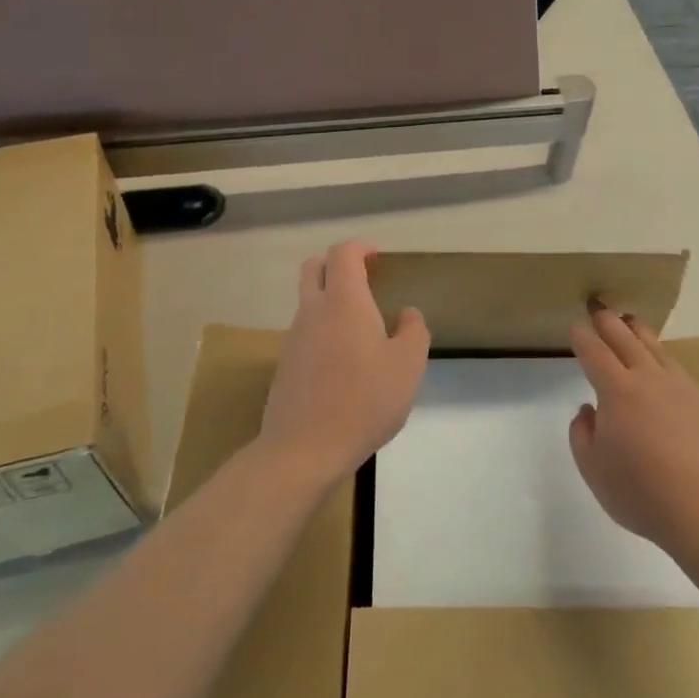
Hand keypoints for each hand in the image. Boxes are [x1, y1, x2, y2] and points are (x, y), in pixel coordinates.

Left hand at [257, 241, 430, 486]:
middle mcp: (313, 311)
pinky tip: (345, 365)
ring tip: (362, 332)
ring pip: (309, 303)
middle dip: (337, 265)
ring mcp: (294, 338)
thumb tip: (407, 314)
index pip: (343, 253)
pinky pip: (305, 334)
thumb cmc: (364, 401)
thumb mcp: (408, 366)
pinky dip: (323, 333)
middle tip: (364, 281)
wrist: (304, 449)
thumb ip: (413, 331)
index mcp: (344, 301)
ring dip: (331, 302)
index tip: (378, 258)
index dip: (361, 248)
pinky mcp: (285, 366)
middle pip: (314, 268)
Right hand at [567, 304, 698, 555]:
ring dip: (640, 332)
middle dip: (608, 321)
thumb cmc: (640, 492)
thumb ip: (582, 434)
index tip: (576, 326)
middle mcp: (650, 379)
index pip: (594, 352)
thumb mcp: (593, 469)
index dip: (582, 336)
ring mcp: (683, 388)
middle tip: (599, 307)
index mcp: (617, 390)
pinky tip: (665, 372)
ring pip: (657, 349)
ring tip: (632, 322)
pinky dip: (665, 364)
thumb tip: (588, 411)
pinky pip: (680, 374)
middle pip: (625, 339)